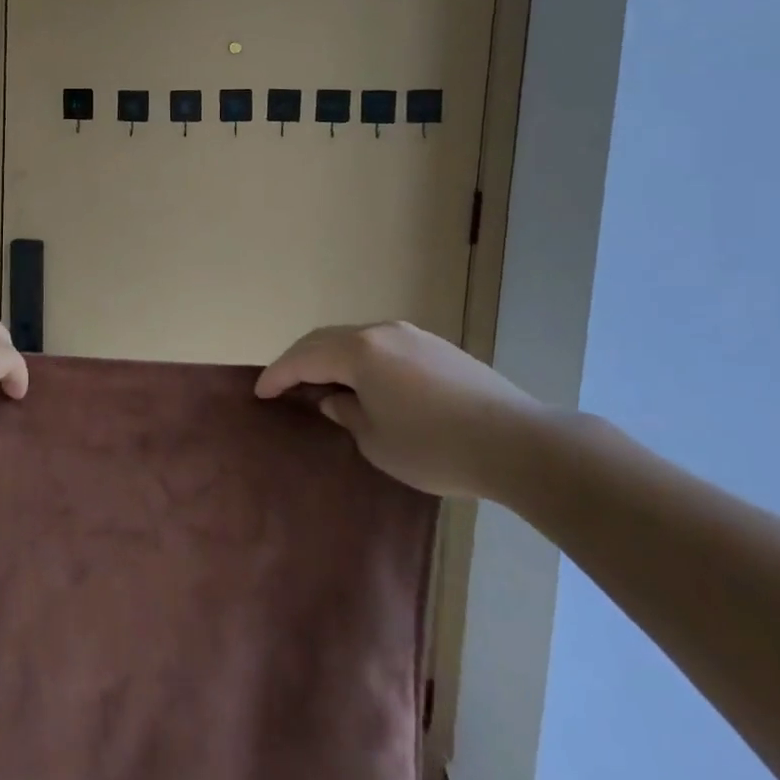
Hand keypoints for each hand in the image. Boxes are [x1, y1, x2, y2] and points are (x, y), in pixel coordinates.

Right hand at [256, 322, 551, 499]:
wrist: (519, 443)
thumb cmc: (435, 447)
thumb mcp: (377, 441)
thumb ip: (346, 414)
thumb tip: (336, 399)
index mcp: (359, 351)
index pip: (304, 358)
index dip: (278, 375)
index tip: (259, 392)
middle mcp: (382, 332)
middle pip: (327, 340)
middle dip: (301, 360)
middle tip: (284, 384)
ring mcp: (414, 336)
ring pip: (357, 340)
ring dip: (333, 358)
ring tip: (322, 383)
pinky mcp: (439, 348)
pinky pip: (384, 347)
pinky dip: (362, 361)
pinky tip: (367, 384)